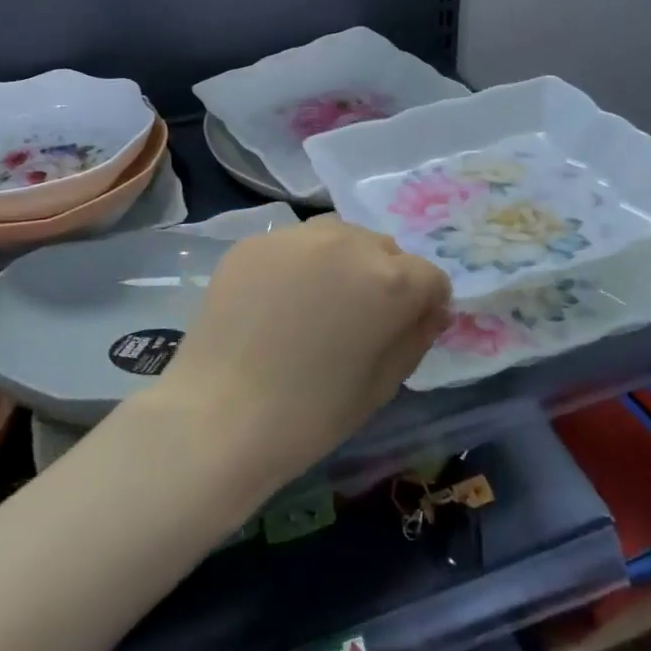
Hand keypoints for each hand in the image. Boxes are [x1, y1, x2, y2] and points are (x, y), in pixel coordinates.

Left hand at [153, 218, 452, 488]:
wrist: (220, 414)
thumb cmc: (311, 413)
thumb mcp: (382, 385)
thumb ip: (415, 336)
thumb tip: (430, 309)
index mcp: (389, 279)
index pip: (430, 277)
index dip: (425, 306)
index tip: (405, 331)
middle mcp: (347, 241)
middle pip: (384, 249)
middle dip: (384, 278)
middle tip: (358, 320)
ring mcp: (296, 236)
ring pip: (339, 236)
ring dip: (343, 262)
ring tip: (318, 304)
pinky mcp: (255, 241)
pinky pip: (294, 245)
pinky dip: (299, 265)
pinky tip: (278, 302)